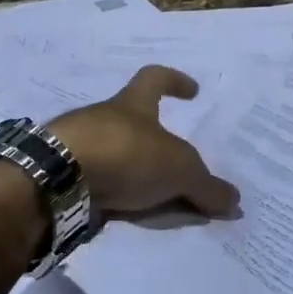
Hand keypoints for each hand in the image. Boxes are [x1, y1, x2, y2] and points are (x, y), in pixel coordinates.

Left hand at [47, 66, 238, 217]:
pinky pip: (95, 183)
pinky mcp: (62, 175)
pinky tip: (126, 215)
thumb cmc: (124, 154)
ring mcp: (78, 144)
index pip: (154, 78)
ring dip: (131, 172)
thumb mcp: (178, 170)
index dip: (174, 81)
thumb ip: (206, 186)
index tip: (192, 91)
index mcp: (132, 104)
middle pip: (132, 121)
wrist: (57, 178)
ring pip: (112, 153)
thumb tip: (235, 200)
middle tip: (177, 165)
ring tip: (156, 200)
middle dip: (153, 140)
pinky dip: (112, 196)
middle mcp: (103, 117)